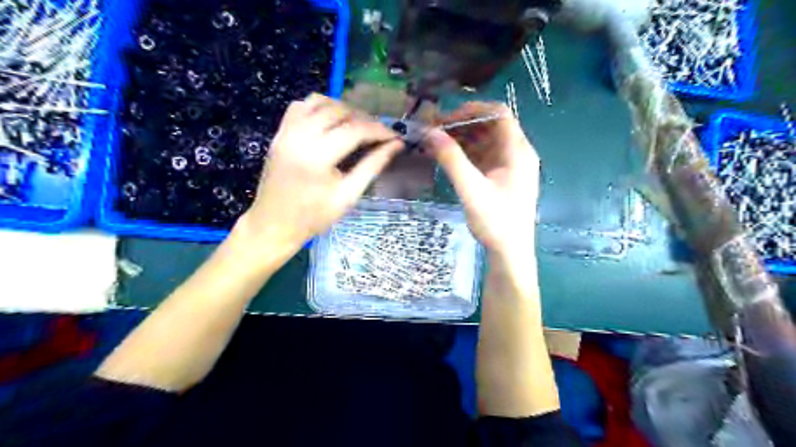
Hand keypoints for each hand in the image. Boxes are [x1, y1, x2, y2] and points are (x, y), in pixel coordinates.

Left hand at [233, 93, 404, 257]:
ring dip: (343, 108)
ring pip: (319, 101)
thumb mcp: (348, 196)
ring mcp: (286, 132)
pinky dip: (319, 107)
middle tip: (379, 133)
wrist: (274, 224)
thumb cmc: (314, 216)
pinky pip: (301, 106)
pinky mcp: (279, 133)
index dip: (379, 130)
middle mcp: (300, 136)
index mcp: (318, 156)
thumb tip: (396, 145)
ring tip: (357, 124)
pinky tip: (331, 121)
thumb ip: (372, 166)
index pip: (356, 130)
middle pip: (339, 111)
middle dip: (364, 118)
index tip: (395, 137)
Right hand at [429, 102, 539, 254]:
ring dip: (463, 139)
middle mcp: (518, 153)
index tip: (446, 119)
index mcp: (518, 152)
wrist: (510, 253)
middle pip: (491, 126)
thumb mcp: (471, 190)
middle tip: (436, 132)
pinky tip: (448, 159)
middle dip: (463, 125)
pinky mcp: (503, 177)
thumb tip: (430, 133)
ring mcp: (511, 165)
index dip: (472, 110)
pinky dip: (467, 154)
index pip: (499, 114)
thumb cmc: (496, 222)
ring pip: (486, 141)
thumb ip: (451, 160)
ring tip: (437, 145)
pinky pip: (485, 156)